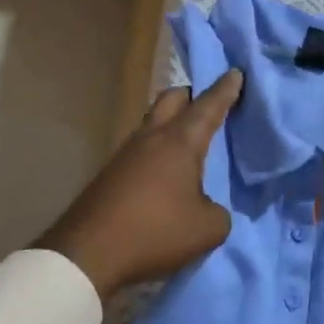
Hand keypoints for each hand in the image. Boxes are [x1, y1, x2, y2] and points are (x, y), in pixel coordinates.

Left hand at [36, 71, 242, 299]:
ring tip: (188, 140)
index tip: (235, 72)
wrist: (89, 251)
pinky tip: (165, 170)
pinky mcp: (111, 173)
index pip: (208, 106)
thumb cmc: (155, 232)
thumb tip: (206, 206)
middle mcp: (151, 138)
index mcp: (179, 142)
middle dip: (192, 95)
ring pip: (153, 123)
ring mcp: (126, 153)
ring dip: (171, 123)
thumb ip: (217, 212)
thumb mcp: (206, 229)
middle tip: (208, 103)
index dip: (225, 89)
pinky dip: (157, 149)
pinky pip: (141, 149)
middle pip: (172, 100)